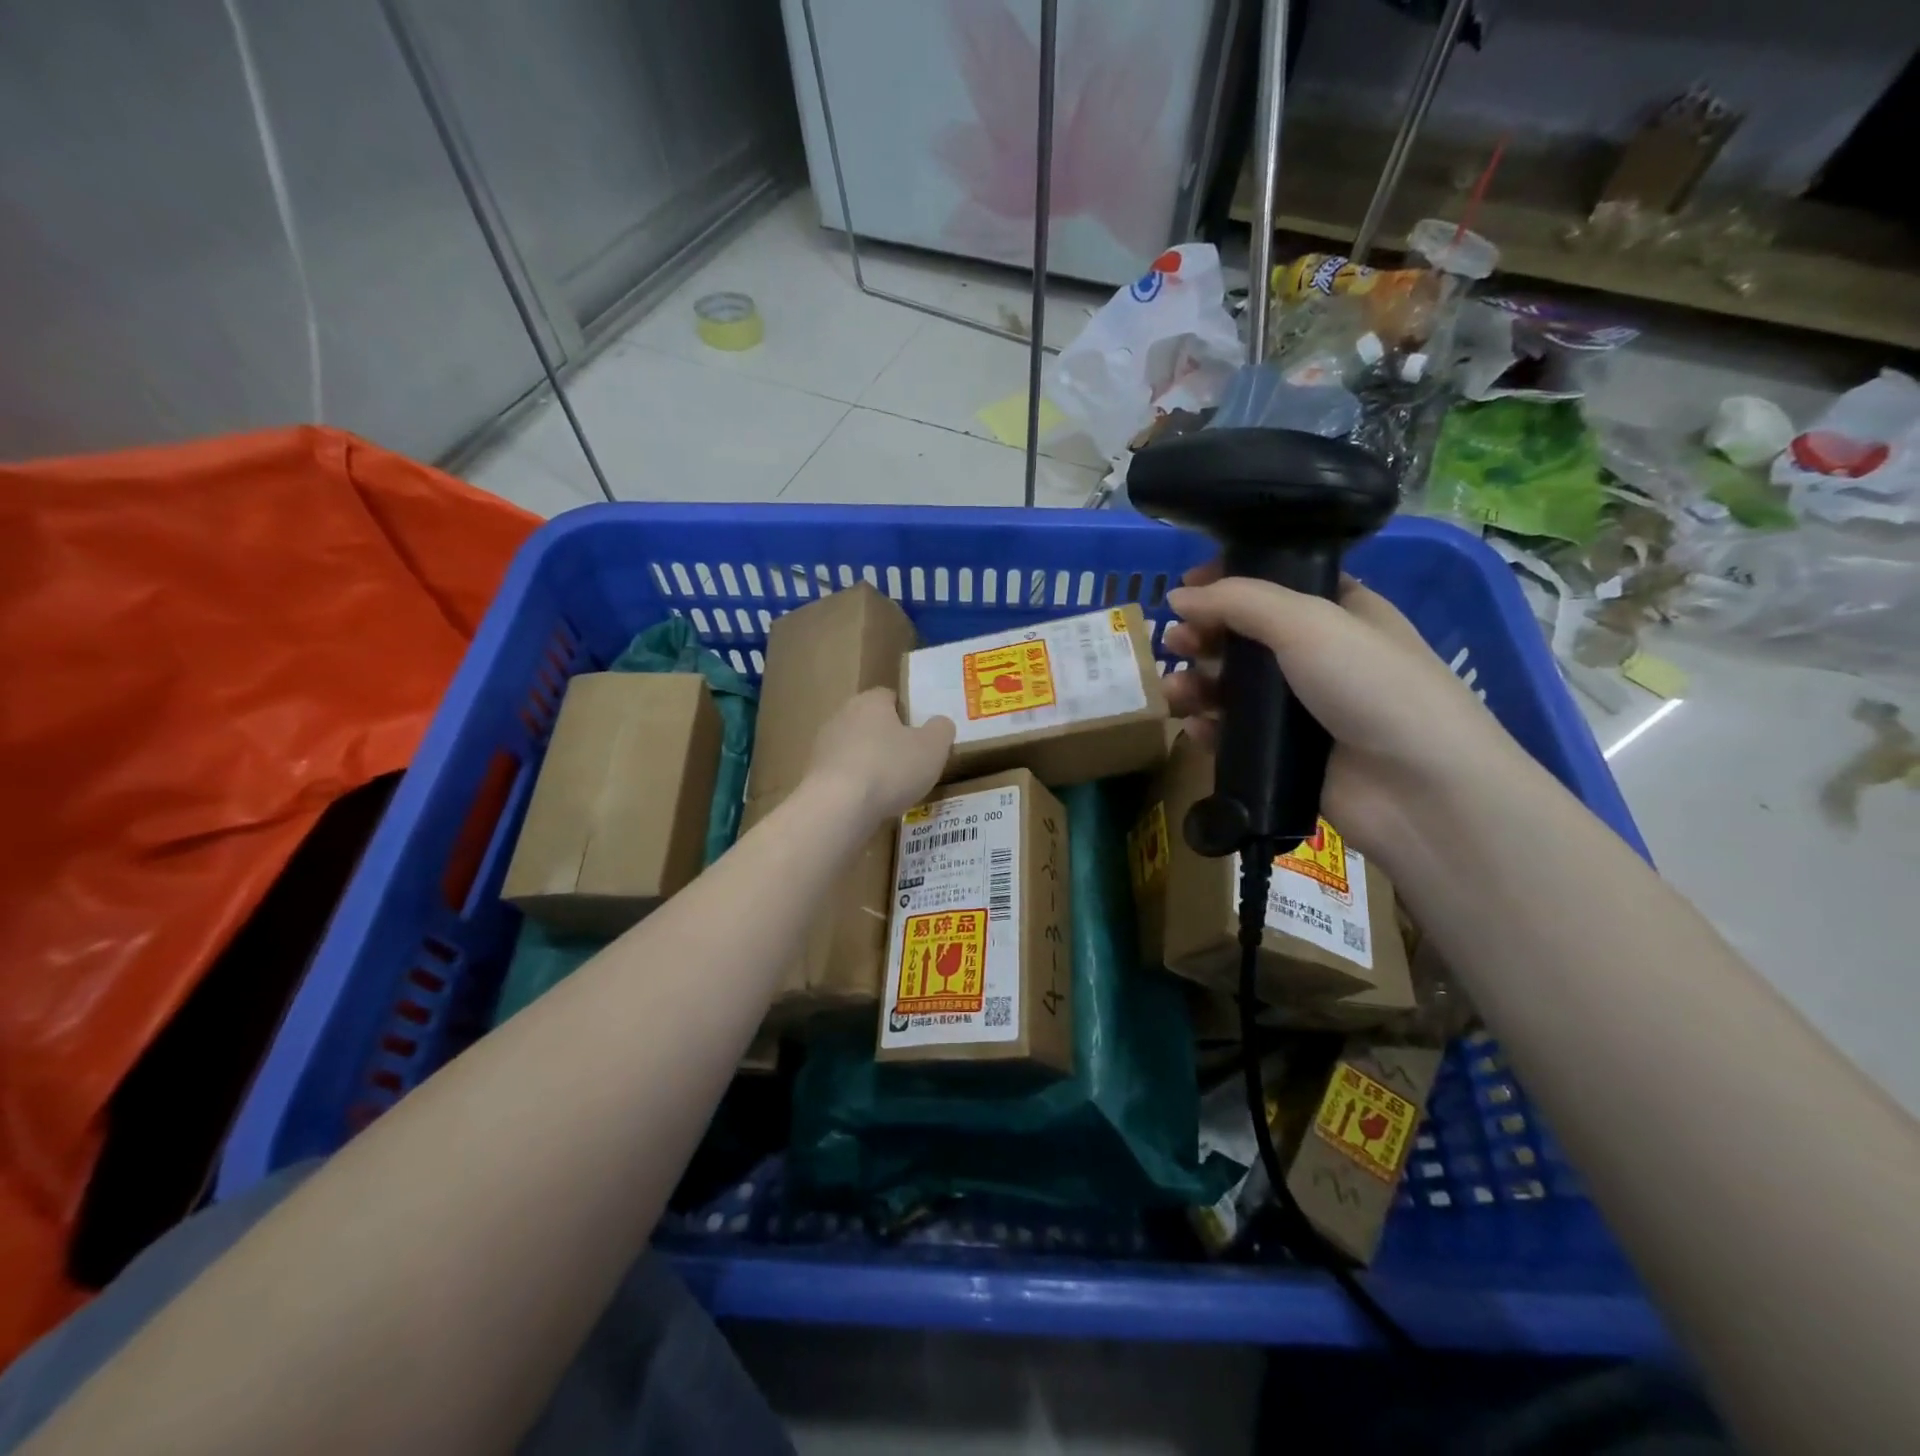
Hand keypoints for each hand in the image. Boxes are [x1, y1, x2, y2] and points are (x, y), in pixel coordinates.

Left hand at [806, 688, 954, 826]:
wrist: (838, 807)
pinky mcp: (814, 775)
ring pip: (855, 749)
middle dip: (888, 739)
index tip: (921, 736)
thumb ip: (941, 730)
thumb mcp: (933, 748)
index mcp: (870, 701)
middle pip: (870, 723)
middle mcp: (842, 715)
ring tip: (891, 789)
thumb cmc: (890, 769)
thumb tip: (939, 724)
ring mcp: (823, 746)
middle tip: (910, 762)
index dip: (907, 713)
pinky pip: (842, 775)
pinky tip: (869, 803)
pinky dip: (856, 785)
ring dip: (870, 764)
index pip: (890, 696)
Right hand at [1162, 564, 1520, 857]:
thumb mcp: (1308, 622)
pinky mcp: (1285, 755)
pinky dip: (1210, 728)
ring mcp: (1302, 710)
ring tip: (1174, 691)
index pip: (1275, 584)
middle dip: (1204, 635)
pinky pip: (1234, 735)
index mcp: (1340, 612)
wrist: (1417, 788)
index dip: (1229, 582)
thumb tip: (1177, 595)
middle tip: (1174, 641)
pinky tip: (1195, 727)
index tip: (1186, 587)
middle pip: (1245, 637)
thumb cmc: (1370, 685)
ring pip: (1233, 688)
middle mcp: (1320, 657)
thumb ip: (1237, 601)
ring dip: (1197, 684)